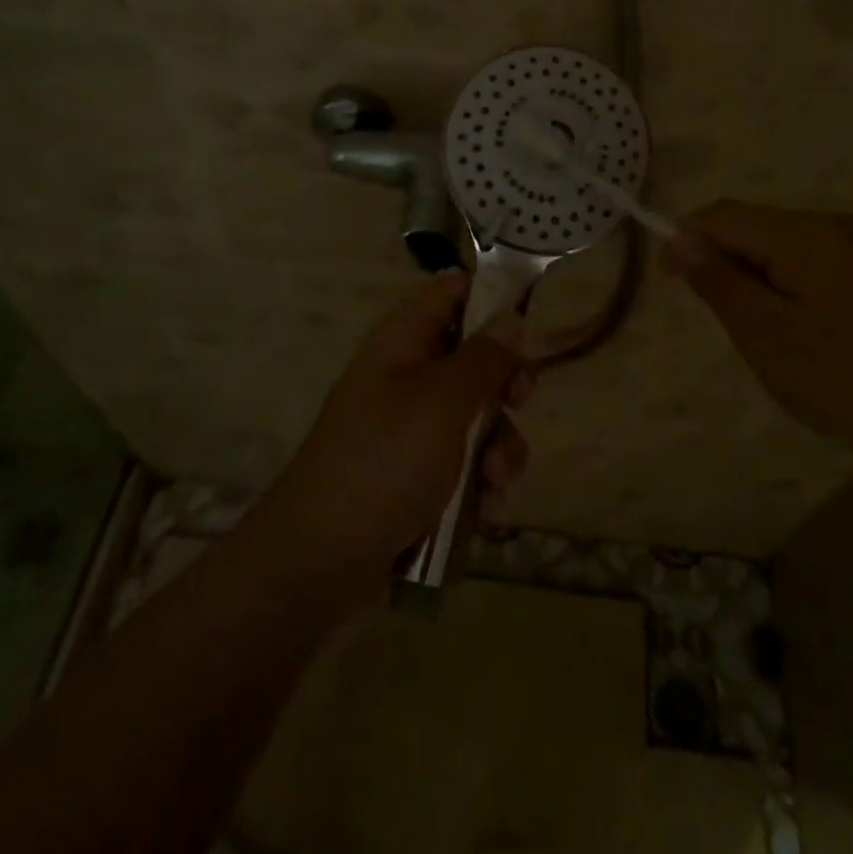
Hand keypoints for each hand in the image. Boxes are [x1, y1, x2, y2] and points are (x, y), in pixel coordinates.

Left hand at [266, 271, 534, 584]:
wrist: (322, 561)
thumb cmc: (385, 462)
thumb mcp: (443, 402)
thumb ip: (483, 357)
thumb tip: (511, 315)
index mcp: (403, 341)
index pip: (451, 292)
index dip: (491, 297)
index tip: (530, 322)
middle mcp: (407, 376)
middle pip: (473, 357)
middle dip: (505, 384)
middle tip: (521, 402)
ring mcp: (411, 428)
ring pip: (476, 416)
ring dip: (498, 444)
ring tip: (496, 477)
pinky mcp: (417, 475)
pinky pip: (464, 462)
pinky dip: (480, 480)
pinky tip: (485, 508)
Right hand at [664, 201, 852, 457]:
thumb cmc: (848, 380)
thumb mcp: (768, 336)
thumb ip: (719, 281)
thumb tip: (680, 237)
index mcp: (805, 235)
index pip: (722, 216)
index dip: (685, 241)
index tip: (671, 284)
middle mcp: (834, 225)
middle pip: (753, 225)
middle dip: (724, 261)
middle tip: (724, 322)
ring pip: (780, 244)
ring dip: (754, 275)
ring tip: (762, 332)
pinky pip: (810, 260)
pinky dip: (786, 283)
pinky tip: (799, 328)